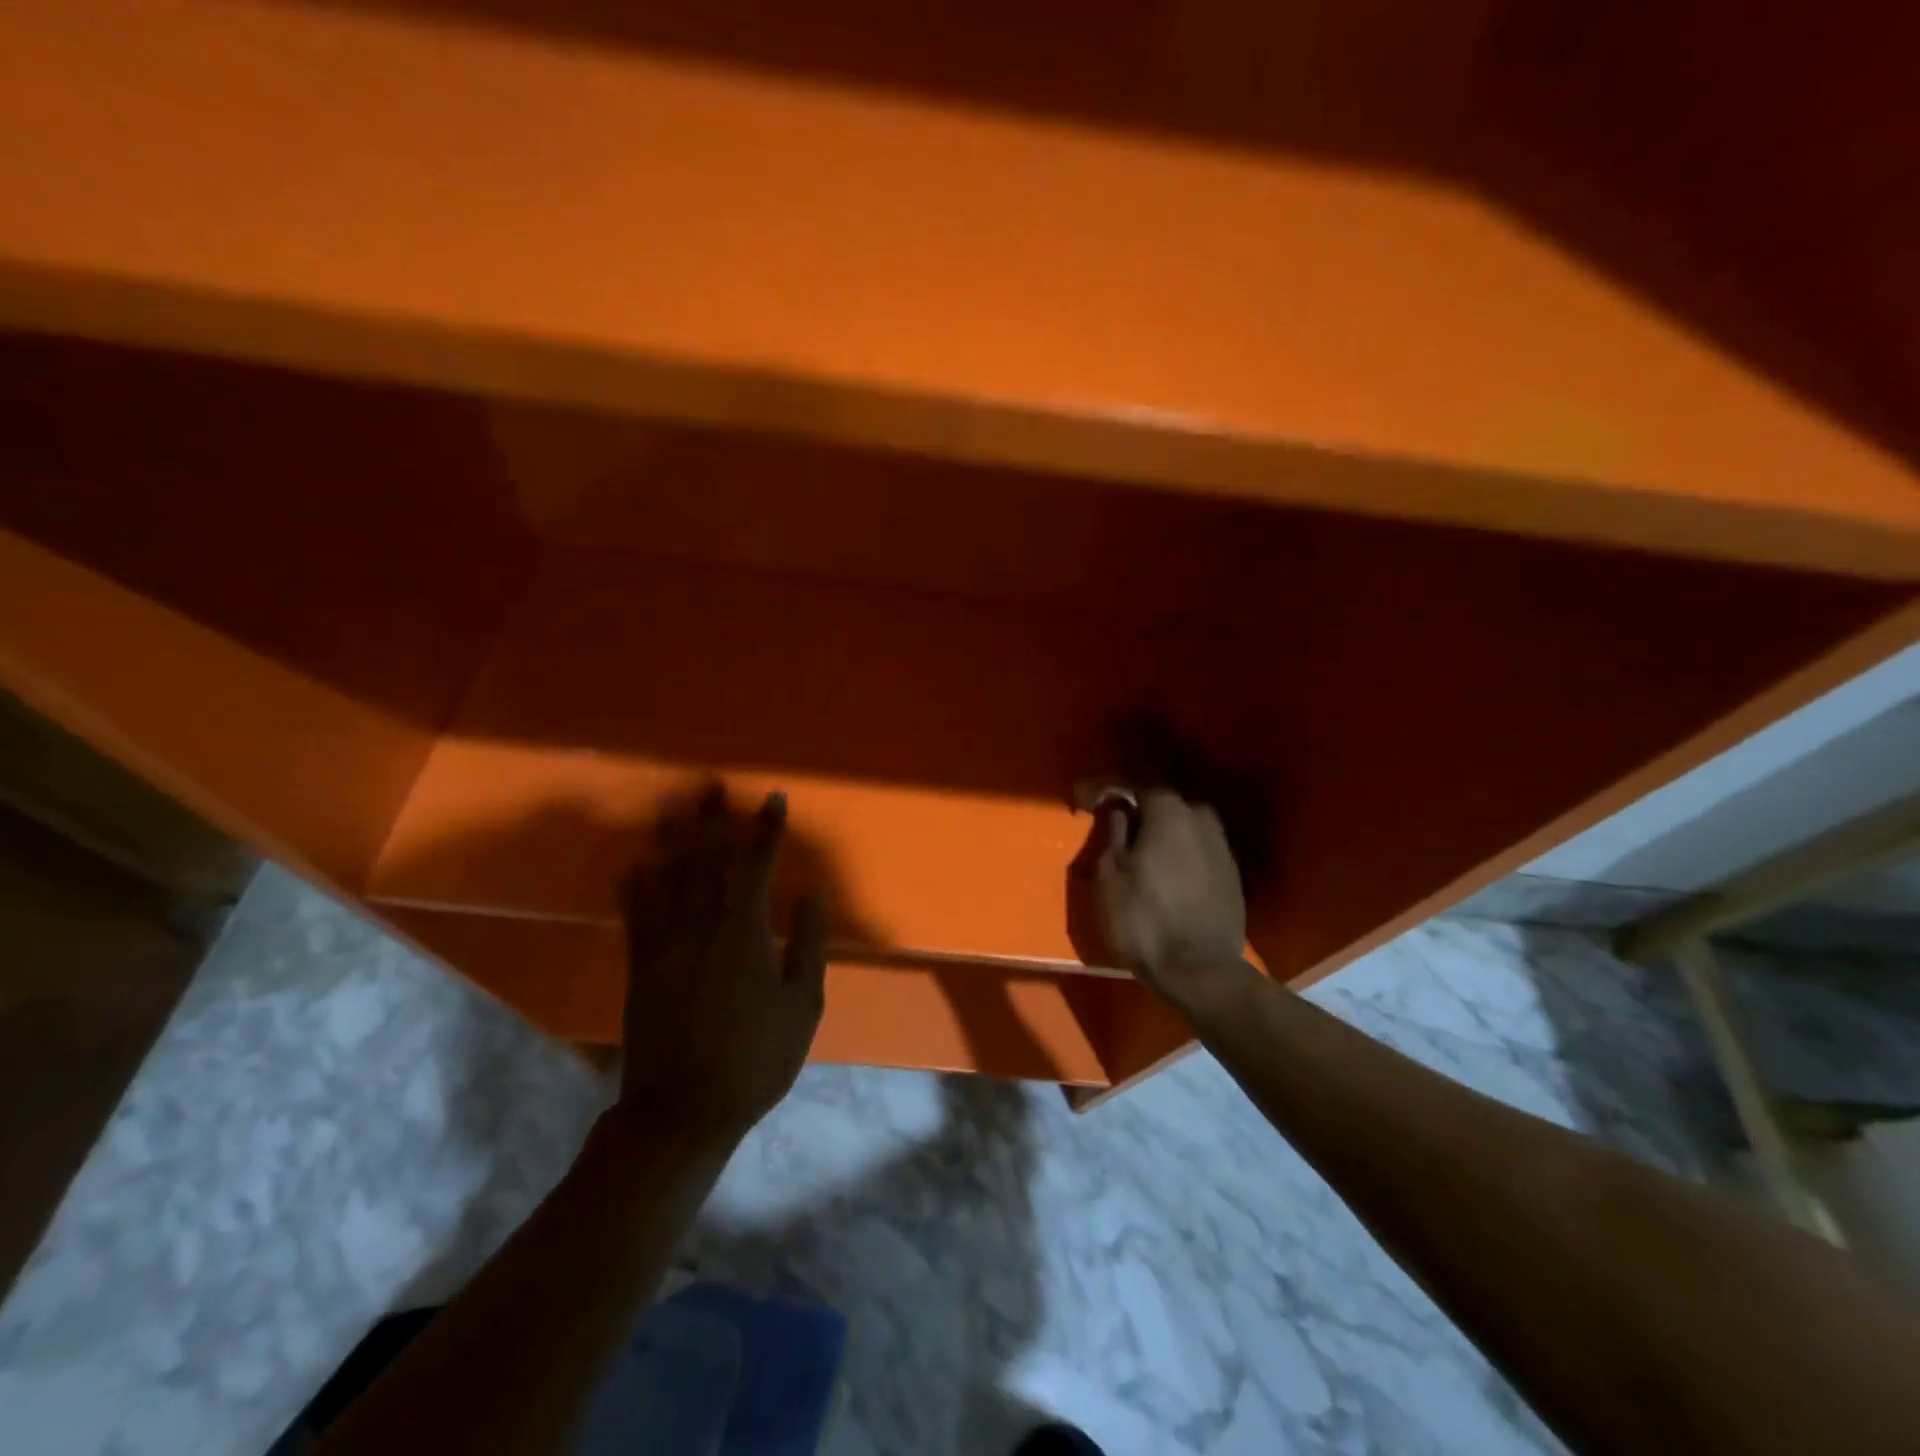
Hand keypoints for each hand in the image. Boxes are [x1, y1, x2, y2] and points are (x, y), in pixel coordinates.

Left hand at [614, 786, 827, 1148]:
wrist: (682, 1110)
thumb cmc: (756, 1059)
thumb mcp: (802, 1005)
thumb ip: (808, 943)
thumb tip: (812, 890)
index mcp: (745, 934)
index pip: (759, 867)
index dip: (767, 831)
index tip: (774, 798)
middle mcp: (702, 927)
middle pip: (707, 861)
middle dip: (713, 821)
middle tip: (712, 785)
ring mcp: (665, 945)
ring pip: (668, 878)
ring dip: (672, 839)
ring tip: (673, 806)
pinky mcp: (640, 967)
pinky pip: (635, 915)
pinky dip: (634, 886)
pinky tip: (632, 863)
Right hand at [1092, 789, 1250, 1009]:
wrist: (1200, 972)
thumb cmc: (1143, 918)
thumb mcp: (1110, 872)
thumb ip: (1114, 830)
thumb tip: (1118, 806)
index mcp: (1171, 812)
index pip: (1134, 786)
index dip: (1104, 789)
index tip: (1080, 798)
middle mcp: (1202, 820)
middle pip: (1164, 805)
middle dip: (1137, 811)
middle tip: (1112, 826)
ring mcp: (1222, 849)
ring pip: (1184, 829)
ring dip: (1160, 834)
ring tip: (1137, 853)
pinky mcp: (1232, 877)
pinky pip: (1197, 852)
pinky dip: (1178, 856)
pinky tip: (1164, 875)